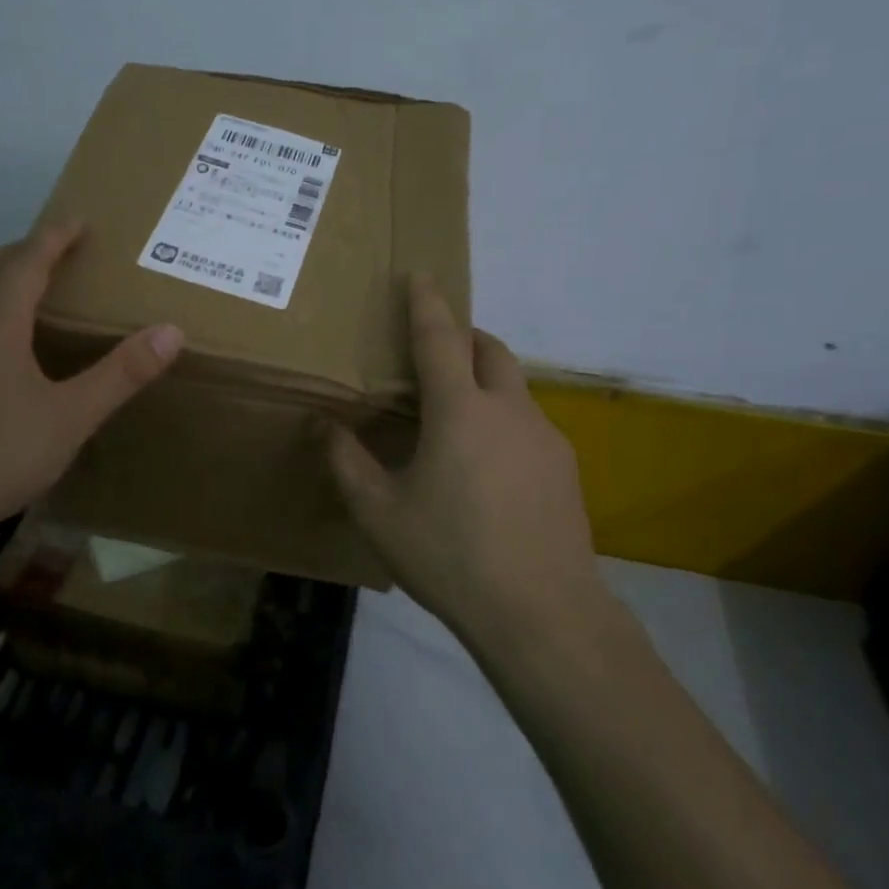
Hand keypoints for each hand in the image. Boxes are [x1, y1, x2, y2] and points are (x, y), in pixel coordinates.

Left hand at [0, 222, 183, 553]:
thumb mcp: (71, 417)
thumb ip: (121, 374)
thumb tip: (171, 331)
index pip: (26, 261)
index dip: (54, 236)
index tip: (79, 218)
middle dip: (26, 248)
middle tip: (61, 246)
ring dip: (5, 277)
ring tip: (38, 285)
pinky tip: (8, 343)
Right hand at [326, 274, 598, 635]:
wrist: (543, 614)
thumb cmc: (450, 555)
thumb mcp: (380, 512)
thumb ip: (346, 463)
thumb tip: (323, 426)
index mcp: (460, 410)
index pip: (440, 337)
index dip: (427, 302)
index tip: (420, 275)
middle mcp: (509, 410)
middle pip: (490, 350)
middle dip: (464, 336)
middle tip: (435, 352)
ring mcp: (546, 439)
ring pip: (514, 388)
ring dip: (485, 381)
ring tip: (455, 418)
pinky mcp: (566, 470)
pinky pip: (529, 425)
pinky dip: (503, 421)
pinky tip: (486, 468)